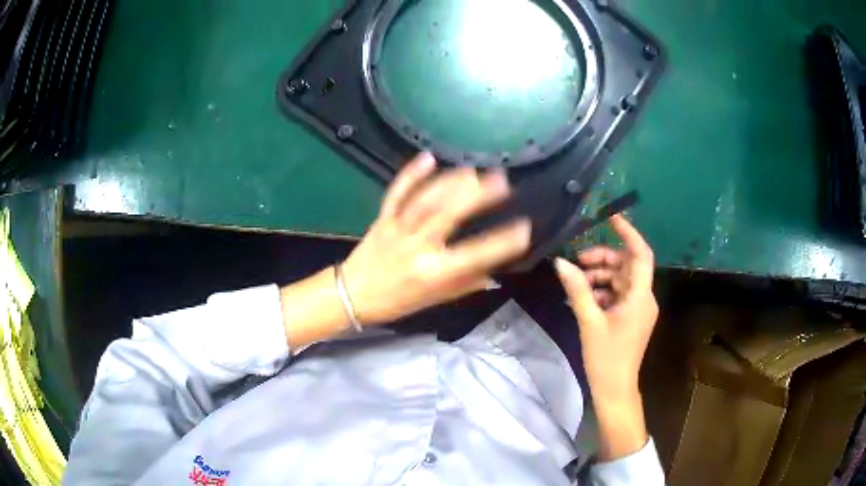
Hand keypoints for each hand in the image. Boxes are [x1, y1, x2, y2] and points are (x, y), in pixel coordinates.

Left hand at [342, 153, 530, 325]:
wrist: (350, 295)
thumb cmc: (395, 302)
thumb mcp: (433, 301)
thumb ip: (464, 285)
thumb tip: (494, 275)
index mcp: (432, 273)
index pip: (473, 256)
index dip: (501, 243)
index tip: (524, 228)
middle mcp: (417, 247)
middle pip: (447, 216)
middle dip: (476, 197)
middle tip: (501, 181)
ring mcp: (398, 228)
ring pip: (425, 200)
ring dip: (450, 182)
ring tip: (473, 170)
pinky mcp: (383, 218)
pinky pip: (397, 193)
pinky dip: (411, 174)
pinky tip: (428, 157)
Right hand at [554, 214, 657, 460]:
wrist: (615, 390)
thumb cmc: (606, 358)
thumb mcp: (590, 322)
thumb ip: (577, 290)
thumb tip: (561, 262)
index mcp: (640, 296)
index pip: (641, 254)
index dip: (628, 233)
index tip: (610, 217)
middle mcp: (644, 298)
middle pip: (626, 266)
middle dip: (602, 259)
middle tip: (577, 260)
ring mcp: (638, 309)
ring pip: (620, 280)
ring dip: (599, 277)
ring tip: (575, 282)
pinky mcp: (630, 318)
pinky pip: (617, 295)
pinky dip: (601, 292)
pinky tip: (581, 298)